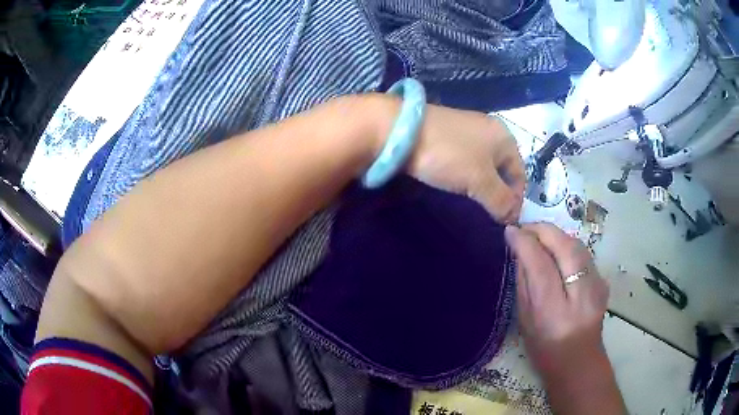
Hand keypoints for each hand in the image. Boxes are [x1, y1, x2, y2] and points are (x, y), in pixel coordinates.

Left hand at [407, 105, 524, 223]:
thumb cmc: (449, 154)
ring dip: (482, 187)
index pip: (520, 173)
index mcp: (504, 137)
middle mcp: (489, 131)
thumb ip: (501, 200)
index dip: (516, 198)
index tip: (505, 221)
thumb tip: (513, 217)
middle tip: (489, 216)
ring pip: (483, 166)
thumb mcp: (480, 180)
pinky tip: (458, 188)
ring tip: (474, 206)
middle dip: (499, 194)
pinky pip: (466, 162)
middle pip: (502, 170)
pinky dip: (467, 177)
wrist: (402, 131)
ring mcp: (467, 132)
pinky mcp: (448, 137)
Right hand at [504, 223, 609, 376]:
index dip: (525, 243)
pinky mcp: (603, 282)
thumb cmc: (544, 349)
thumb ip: (523, 283)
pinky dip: (567, 244)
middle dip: (542, 230)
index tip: (510, 231)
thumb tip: (518, 249)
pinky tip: (556, 249)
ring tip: (538, 235)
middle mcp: (580, 296)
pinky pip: (583, 252)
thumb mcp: (525, 321)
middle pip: (565, 247)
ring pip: (577, 245)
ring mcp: (597, 287)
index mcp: (554, 312)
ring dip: (555, 234)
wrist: (580, 362)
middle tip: (525, 227)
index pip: (540, 265)